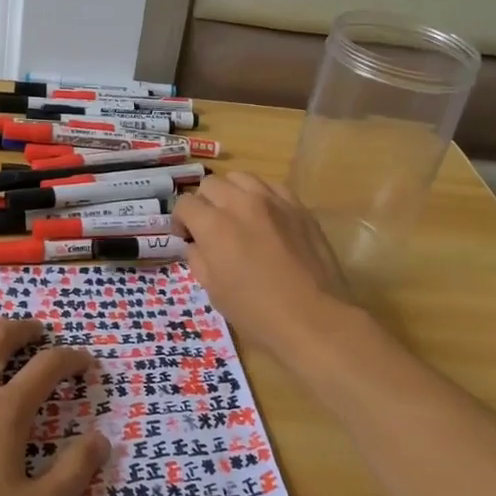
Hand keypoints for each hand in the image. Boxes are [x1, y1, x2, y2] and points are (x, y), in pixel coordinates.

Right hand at [173, 172, 352, 359]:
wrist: (315, 318)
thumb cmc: (257, 312)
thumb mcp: (214, 292)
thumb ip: (198, 259)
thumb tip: (196, 244)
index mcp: (214, 226)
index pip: (185, 203)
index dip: (181, 220)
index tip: (187, 237)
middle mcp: (241, 203)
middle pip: (211, 183)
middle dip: (204, 203)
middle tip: (210, 227)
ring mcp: (273, 201)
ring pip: (241, 177)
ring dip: (232, 193)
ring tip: (238, 216)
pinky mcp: (298, 206)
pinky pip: (272, 187)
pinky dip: (261, 196)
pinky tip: (265, 217)